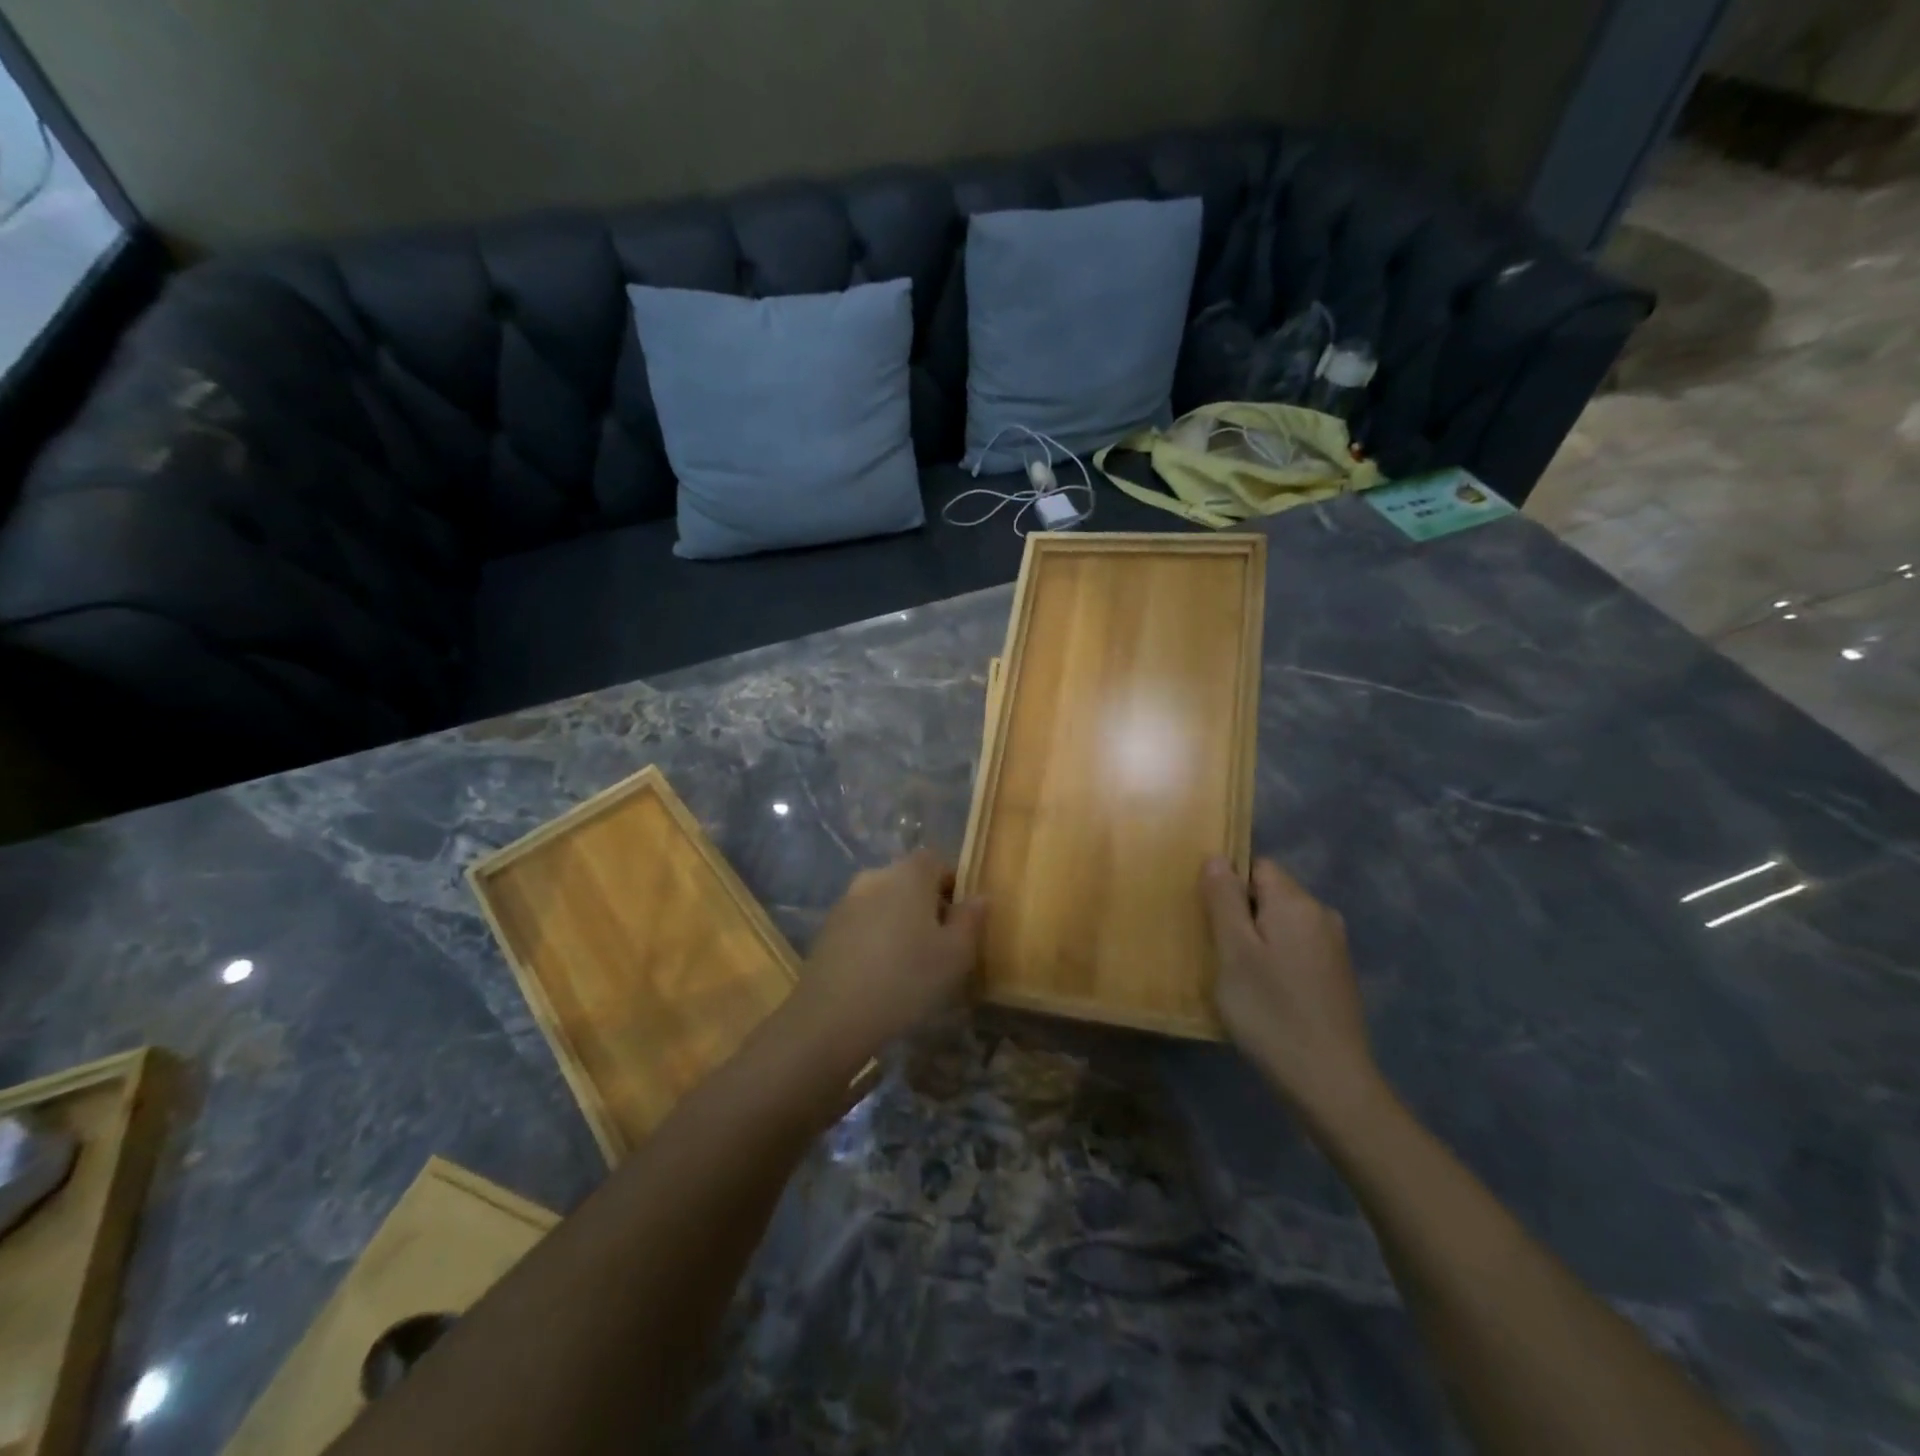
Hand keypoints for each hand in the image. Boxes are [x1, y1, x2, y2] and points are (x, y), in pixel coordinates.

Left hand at [787, 849, 985, 1071]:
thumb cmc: (906, 978)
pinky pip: (863, 923)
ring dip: (900, 922)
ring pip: (885, 902)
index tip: (961, 920)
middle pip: (909, 880)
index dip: (953, 885)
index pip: (936, 861)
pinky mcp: (827, 928)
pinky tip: (881, 973)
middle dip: (927, 905)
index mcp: (909, 873)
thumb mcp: (956, 954)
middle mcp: (875, 876)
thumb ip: (971, 920)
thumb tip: (979, 897)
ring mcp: (847, 901)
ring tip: (910, 964)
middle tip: (940, 945)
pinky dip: (876, 938)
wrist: (832, 1015)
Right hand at [1202, 856, 1381, 1128]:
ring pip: (1283, 923)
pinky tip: (1265, 993)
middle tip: (1218, 951)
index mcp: (1296, 903)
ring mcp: (1334, 947)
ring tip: (1237, 975)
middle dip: (1242, 913)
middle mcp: (1322, 915)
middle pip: (1271, 893)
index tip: (1210, 919)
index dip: (1229, 885)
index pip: (1257, 866)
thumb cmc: (1271, 1012)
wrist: (1330, 1082)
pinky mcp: (1337, 975)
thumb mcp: (1233, 953)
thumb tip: (1218, 857)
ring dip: (1257, 939)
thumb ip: (1224, 900)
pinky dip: (1276, 959)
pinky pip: (1297, 947)